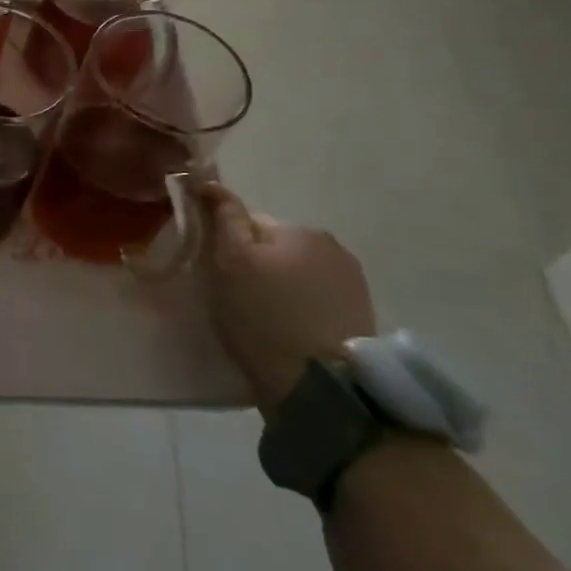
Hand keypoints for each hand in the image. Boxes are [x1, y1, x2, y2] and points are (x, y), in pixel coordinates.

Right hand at [198, 183, 375, 413]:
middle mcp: (334, 248)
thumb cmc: (264, 317)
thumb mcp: (230, 261)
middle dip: (257, 267)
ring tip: (263, 322)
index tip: (216, 274)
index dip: (227, 246)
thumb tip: (210, 182)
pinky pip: (316, 302)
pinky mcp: (361, 319)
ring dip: (280, 289)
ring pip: (297, 276)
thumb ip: (224, 217)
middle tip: (237, 300)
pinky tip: (288, 335)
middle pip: (276, 249)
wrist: (321, 388)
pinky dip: (300, 311)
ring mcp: (353, 285)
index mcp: (302, 230)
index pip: (250, 224)